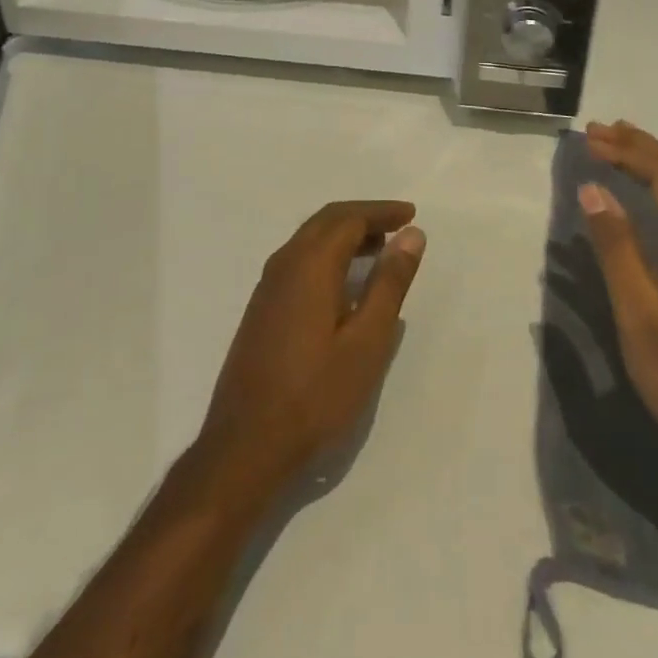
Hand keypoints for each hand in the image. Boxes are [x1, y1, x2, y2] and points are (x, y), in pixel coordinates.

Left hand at [199, 201, 425, 496]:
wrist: (246, 445)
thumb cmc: (316, 394)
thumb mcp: (367, 341)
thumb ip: (389, 283)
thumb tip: (412, 234)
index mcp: (310, 263)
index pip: (349, 218)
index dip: (381, 211)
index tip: (411, 213)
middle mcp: (284, 263)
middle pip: (327, 221)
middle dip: (364, 217)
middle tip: (398, 226)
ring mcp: (267, 286)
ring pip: (310, 240)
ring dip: (345, 236)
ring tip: (379, 250)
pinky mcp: (262, 308)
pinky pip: (299, 261)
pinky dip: (328, 255)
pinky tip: (345, 284)